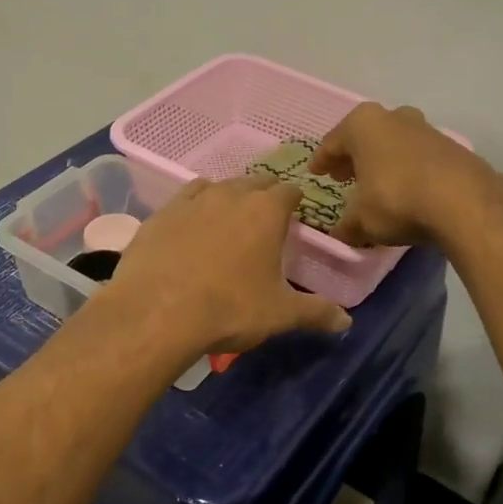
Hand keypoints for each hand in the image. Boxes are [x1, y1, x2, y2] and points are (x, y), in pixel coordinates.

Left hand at [99, 174, 351, 358]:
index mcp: (266, 212)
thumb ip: (316, 312)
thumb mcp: (280, 314)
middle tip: (266, 218)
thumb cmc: (229, 309)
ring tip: (230, 219)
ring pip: (218, 186)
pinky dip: (195, 205)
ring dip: (229, 197)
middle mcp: (230, 196)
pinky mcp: (161, 214)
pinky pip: (185, 198)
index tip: (295, 213)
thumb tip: (346, 320)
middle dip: (264, 195)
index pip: (289, 191)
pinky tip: (192, 224)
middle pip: (254, 183)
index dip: (295, 200)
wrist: (156, 313)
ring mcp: (192, 201)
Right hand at [310, 102, 498, 248]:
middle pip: (365, 137)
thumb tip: (342, 232)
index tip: (316, 172)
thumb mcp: (361, 220)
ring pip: (393, 144)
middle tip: (342, 176)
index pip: (332, 142)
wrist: (463, 202)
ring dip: (382, 162)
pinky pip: (417, 157)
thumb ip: (347, 224)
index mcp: (363, 124)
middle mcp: (393, 117)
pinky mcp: (451, 147)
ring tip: (375, 185)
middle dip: (353, 157)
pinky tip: (405, 191)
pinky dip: (407, 170)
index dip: (322, 160)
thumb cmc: (396, 200)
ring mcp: (425, 129)